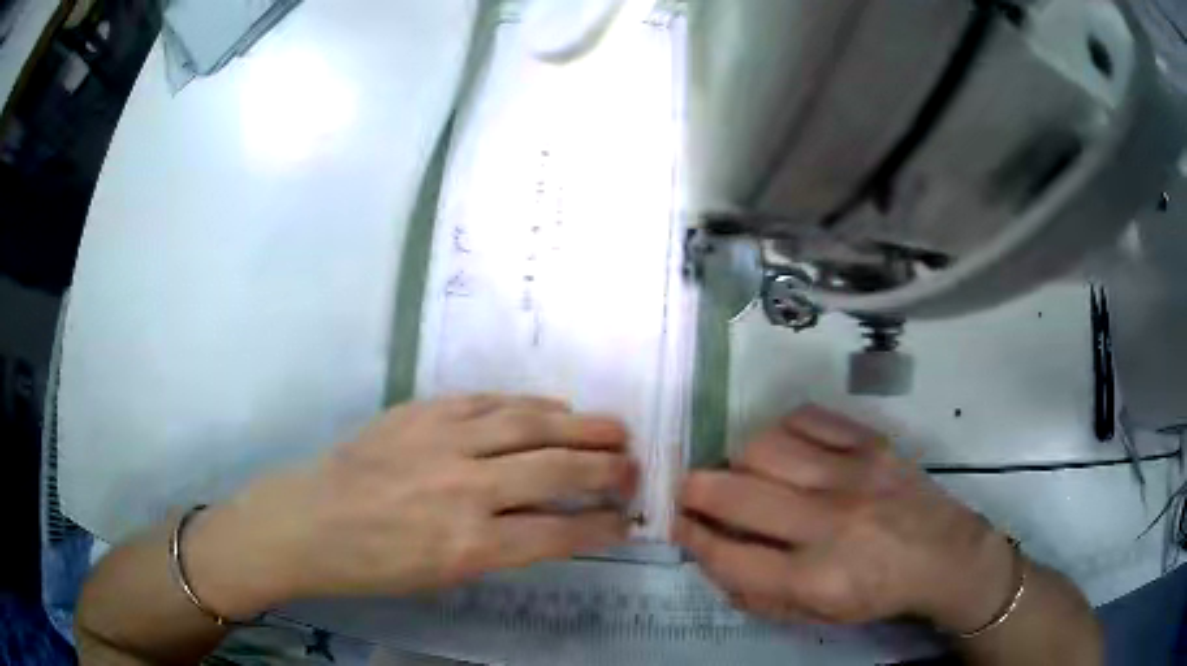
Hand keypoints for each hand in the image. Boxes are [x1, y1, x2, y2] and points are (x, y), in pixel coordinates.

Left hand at [187, 395, 637, 615]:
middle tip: (635, 468)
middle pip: (555, 470)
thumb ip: (498, 547)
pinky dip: (529, 404)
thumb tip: (546, 522)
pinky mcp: (423, 412)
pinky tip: (554, 407)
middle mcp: (464, 489)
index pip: (557, 532)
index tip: (626, 519)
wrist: (309, 521)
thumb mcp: (441, 575)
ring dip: (581, 426)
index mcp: (468, 545)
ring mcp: (443, 442)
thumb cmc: (372, 565)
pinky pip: (489, 401)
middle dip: (605, 470)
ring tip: (615, 428)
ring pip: (530, 425)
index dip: (600, 525)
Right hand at [673, 405, 1014, 633]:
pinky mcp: (872, 442)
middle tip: (689, 492)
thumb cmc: (877, 594)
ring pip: (766, 446)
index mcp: (814, 577)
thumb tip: (711, 555)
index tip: (676, 524)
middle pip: (736, 493)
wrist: (945, 555)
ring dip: (740, 459)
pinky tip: (785, 448)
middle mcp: (829, 523)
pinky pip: (807, 417)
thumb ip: (757, 594)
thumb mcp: (816, 615)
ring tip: (745, 472)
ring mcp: (853, 474)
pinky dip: (783, 430)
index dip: (691, 537)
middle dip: (694, 490)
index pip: (728, 553)